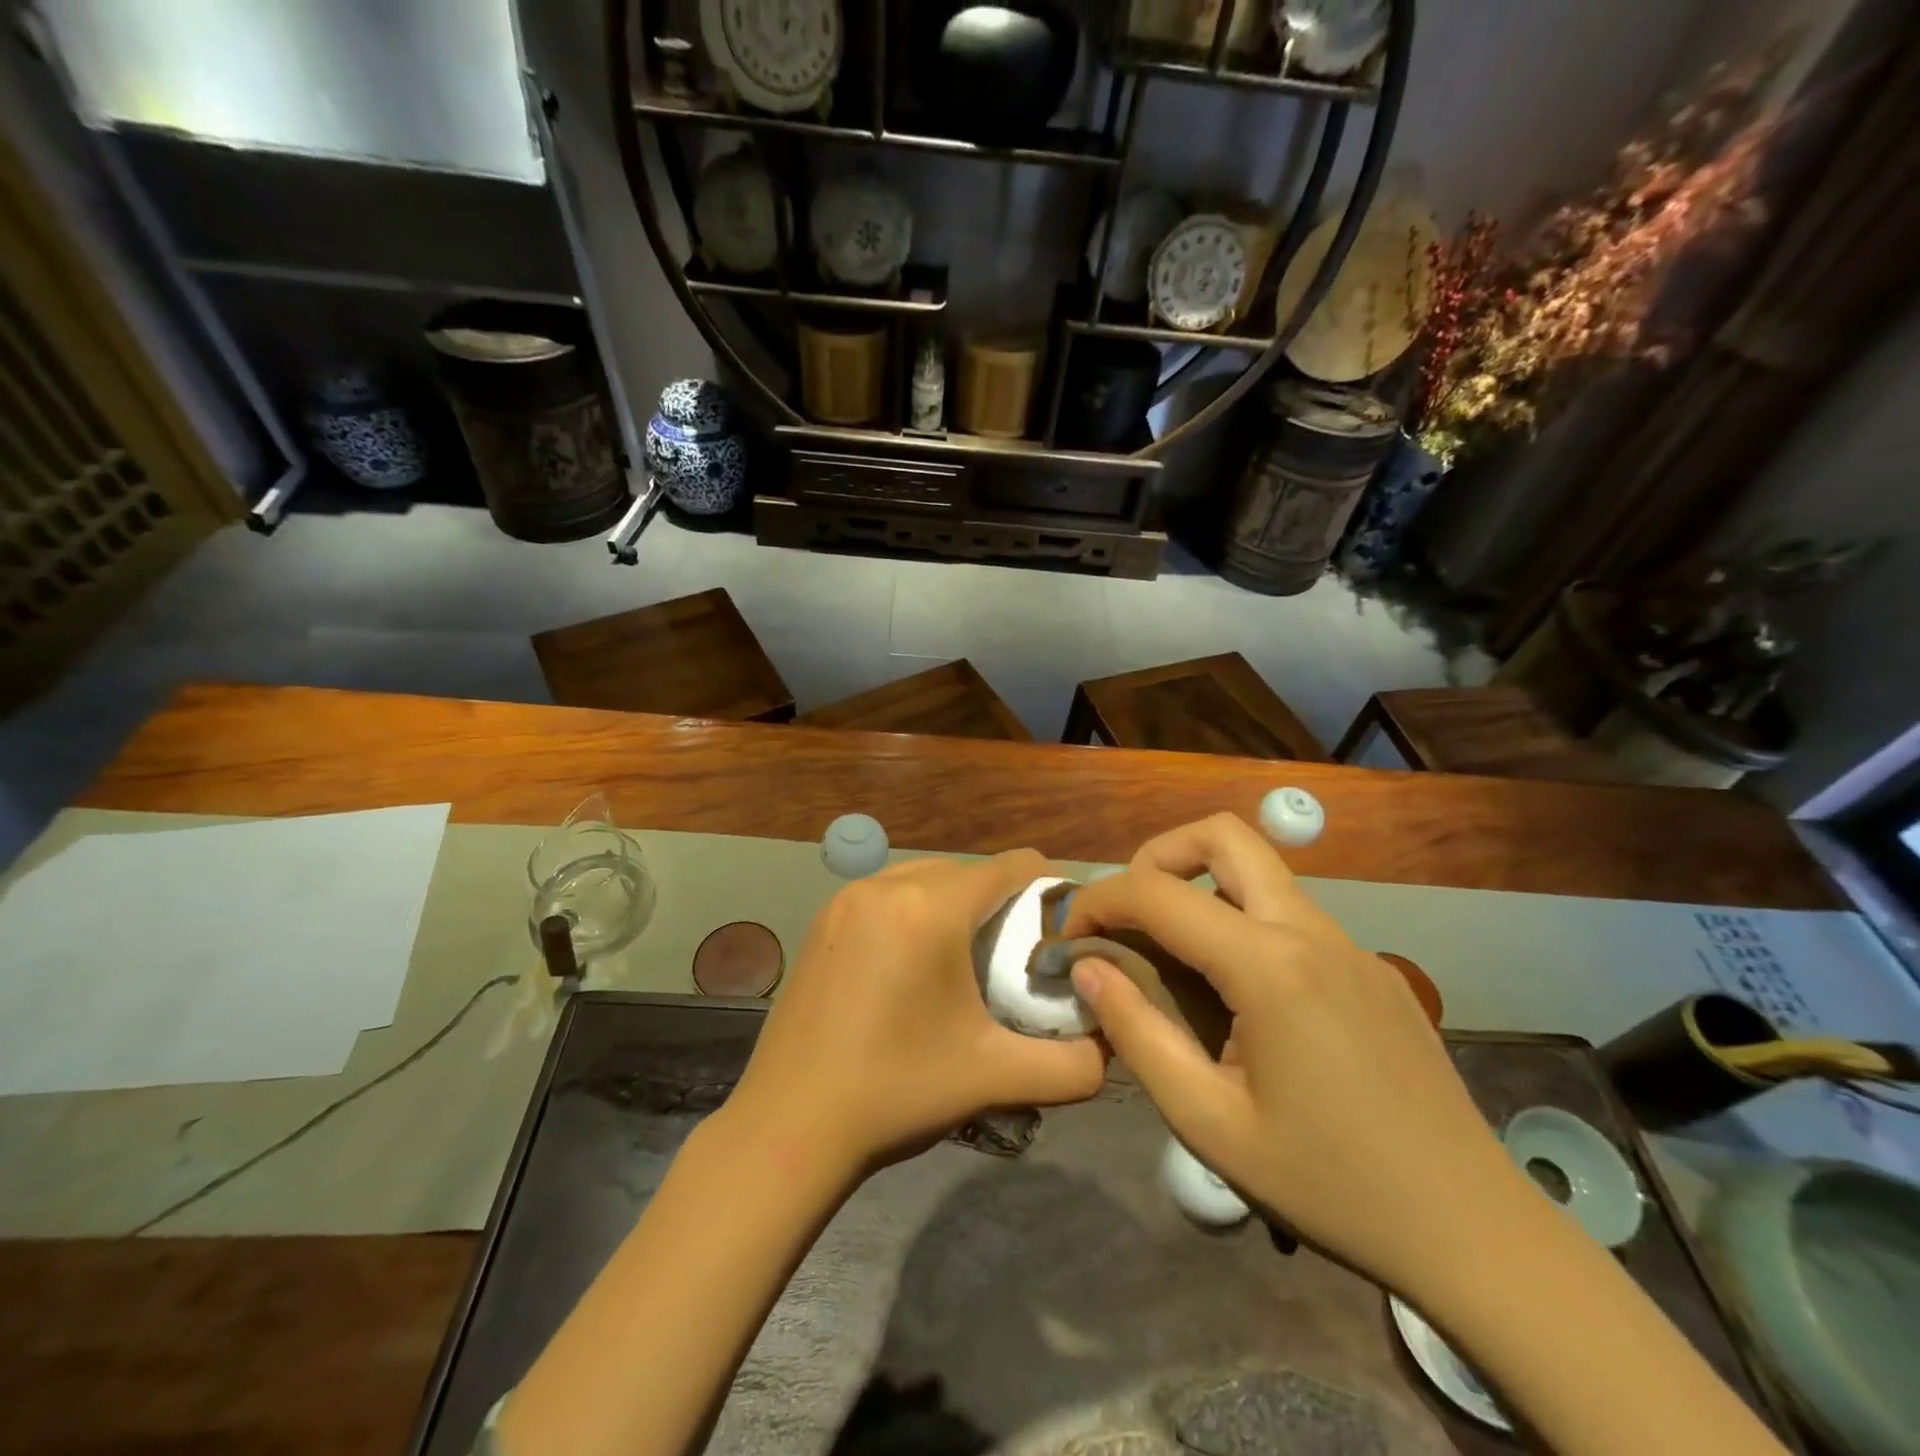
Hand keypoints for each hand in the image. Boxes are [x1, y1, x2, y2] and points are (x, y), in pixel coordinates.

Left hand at [730, 851, 1108, 1172]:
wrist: (788, 1126)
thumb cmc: (896, 1092)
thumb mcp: (994, 1078)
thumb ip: (1071, 1066)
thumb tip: (1113, 1047)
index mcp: (930, 908)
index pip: (1011, 866)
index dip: (1048, 887)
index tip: (1062, 929)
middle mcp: (886, 886)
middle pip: (969, 871)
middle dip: (1001, 903)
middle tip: (1016, 957)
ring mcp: (847, 898)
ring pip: (926, 878)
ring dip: (956, 905)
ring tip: (967, 960)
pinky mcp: (823, 919)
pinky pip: (888, 895)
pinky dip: (914, 912)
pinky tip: (913, 966)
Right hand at [1061, 814, 1530, 1298]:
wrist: (1472, 1232)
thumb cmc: (1329, 1184)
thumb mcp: (1208, 1122)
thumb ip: (1137, 1034)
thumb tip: (1088, 969)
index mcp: (1269, 965)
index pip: (1158, 892)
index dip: (1098, 901)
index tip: (1070, 938)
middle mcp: (1310, 931)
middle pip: (1223, 835)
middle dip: (1157, 856)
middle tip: (1130, 914)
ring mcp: (1349, 944)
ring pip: (1259, 870)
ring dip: (1200, 886)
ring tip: (1170, 953)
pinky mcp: (1370, 967)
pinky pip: (1289, 913)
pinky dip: (1240, 920)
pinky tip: (1236, 994)